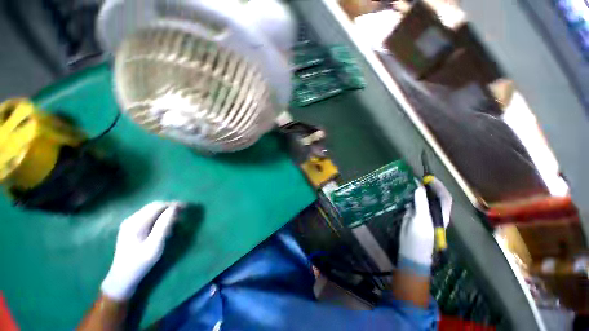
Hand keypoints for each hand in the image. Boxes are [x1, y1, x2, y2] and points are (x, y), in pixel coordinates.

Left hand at [101, 202, 181, 300]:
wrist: (122, 278)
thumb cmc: (140, 263)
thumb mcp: (154, 245)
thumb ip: (163, 225)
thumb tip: (174, 209)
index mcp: (135, 223)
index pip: (157, 206)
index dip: (173, 204)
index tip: (186, 207)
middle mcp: (131, 220)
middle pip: (154, 207)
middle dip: (170, 207)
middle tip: (184, 211)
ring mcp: (130, 224)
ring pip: (152, 212)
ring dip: (165, 213)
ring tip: (177, 220)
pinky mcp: (131, 229)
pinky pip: (149, 218)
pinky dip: (159, 219)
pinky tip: (165, 227)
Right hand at [398, 179, 451, 274]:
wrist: (411, 250)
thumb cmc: (420, 237)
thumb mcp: (421, 219)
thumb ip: (421, 203)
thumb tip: (419, 187)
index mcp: (440, 213)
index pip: (444, 197)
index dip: (438, 186)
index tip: (428, 178)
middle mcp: (433, 212)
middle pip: (432, 196)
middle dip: (426, 187)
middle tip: (416, 179)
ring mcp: (422, 213)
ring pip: (421, 199)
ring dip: (416, 191)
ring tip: (409, 184)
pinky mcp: (412, 215)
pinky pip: (412, 203)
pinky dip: (409, 197)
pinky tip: (403, 194)